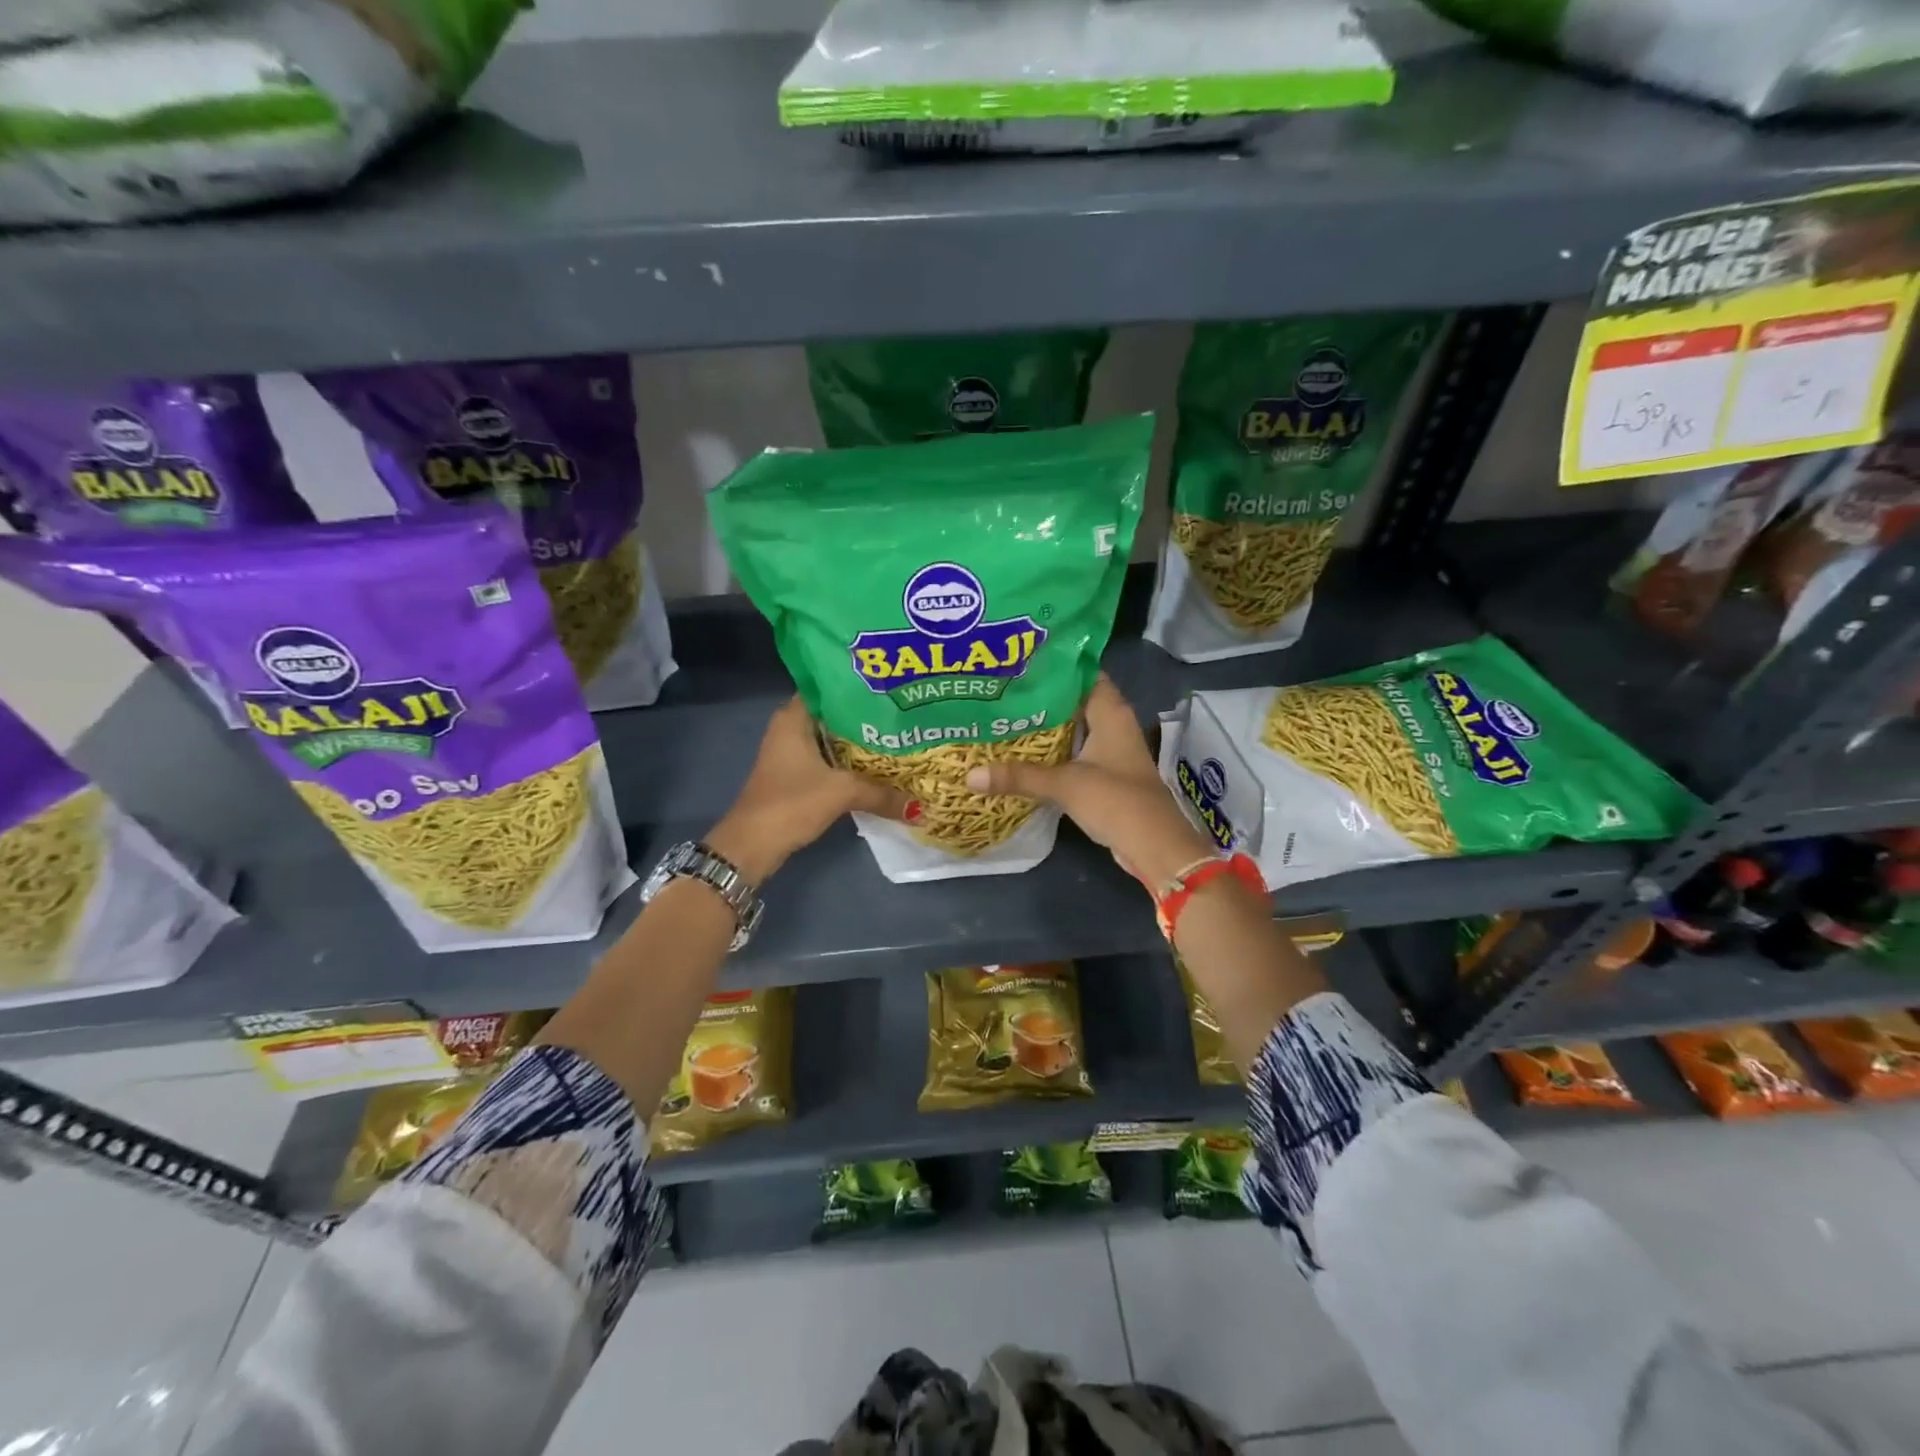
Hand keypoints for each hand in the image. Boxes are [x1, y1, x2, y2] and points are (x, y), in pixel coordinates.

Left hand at [707, 697, 909, 883]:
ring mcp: (792, 754)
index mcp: (794, 717)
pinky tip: (878, 767)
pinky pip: (830, 760)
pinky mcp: (796, 776)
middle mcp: (790, 729)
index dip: (858, 685)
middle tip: (903, 713)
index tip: (891, 687)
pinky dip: (851, 763)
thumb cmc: (792, 802)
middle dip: (867, 715)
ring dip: (860, 742)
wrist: (753, 845)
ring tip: (899, 737)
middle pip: (835, 714)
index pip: (829, 686)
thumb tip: (920, 807)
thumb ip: (882, 794)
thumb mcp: (842, 792)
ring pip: (833, 739)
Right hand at [964, 675, 1214, 890]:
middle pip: (1075, 699)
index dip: (1054, 665)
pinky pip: (1075, 751)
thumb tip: (969, 775)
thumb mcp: (1064, 784)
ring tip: (1005, 715)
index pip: (1083, 672)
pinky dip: (1054, 750)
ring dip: (1047, 724)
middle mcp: (1113, 723)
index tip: (1019, 662)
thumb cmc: (1116, 800)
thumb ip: (1019, 776)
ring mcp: (1111, 750)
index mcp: (1110, 712)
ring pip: (1075, 727)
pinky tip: (1025, 752)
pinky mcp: (1106, 774)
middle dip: (1043, 695)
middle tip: (1003, 689)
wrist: (1154, 845)